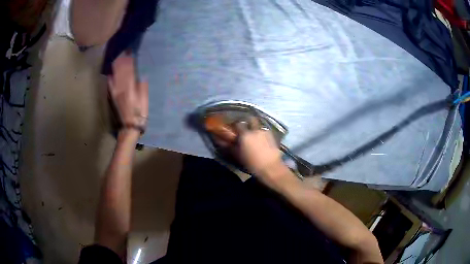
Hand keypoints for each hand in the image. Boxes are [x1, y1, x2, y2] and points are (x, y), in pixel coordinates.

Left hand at [108, 53, 148, 133]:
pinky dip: (110, 79)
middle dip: (122, 61)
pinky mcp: (114, 97)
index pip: (129, 70)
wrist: (130, 125)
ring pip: (115, 76)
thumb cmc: (140, 113)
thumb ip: (142, 87)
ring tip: (118, 58)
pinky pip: (110, 86)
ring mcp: (116, 92)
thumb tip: (142, 75)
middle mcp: (121, 87)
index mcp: (130, 87)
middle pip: (121, 71)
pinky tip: (110, 74)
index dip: (129, 61)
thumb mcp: (144, 100)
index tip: (130, 52)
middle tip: (124, 52)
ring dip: (116, 67)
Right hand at [231, 118, 291, 187]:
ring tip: (256, 135)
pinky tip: (263, 140)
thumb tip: (224, 142)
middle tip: (246, 128)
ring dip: (257, 128)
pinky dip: (263, 134)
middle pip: (251, 119)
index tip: (235, 129)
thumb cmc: (252, 163)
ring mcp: (265, 132)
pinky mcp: (273, 136)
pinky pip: (266, 131)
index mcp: (245, 134)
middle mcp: (255, 130)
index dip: (236, 125)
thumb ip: (231, 147)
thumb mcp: (238, 156)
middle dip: (249, 121)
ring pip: (260, 125)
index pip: (239, 124)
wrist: (270, 167)